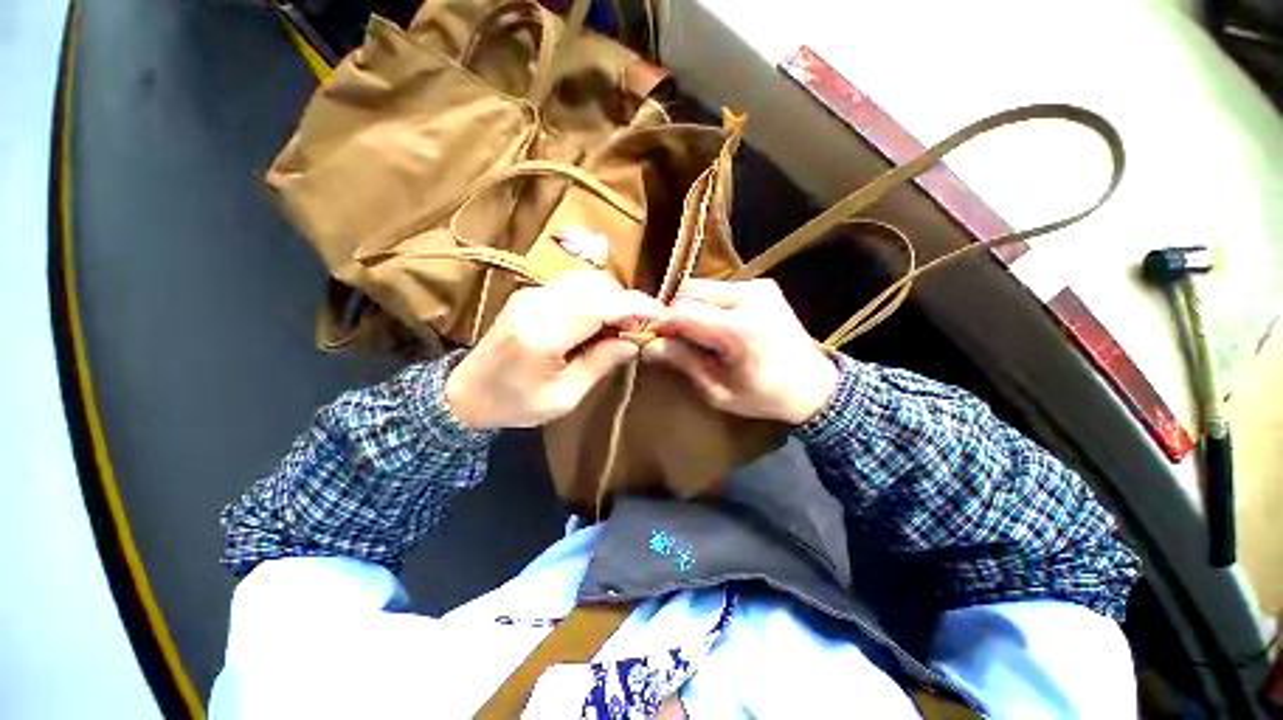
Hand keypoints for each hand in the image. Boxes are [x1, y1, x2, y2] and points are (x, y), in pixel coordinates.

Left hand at [445, 271, 661, 428]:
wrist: (466, 393)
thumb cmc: (515, 404)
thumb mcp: (564, 397)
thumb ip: (600, 364)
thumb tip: (634, 341)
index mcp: (542, 334)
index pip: (599, 306)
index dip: (635, 306)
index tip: (660, 315)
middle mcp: (536, 303)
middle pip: (596, 287)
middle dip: (627, 302)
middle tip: (642, 326)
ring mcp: (531, 293)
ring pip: (587, 281)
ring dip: (613, 297)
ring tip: (625, 324)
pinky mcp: (531, 292)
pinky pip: (574, 285)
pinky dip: (597, 296)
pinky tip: (602, 317)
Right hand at [643, 279, 838, 424]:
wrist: (813, 385)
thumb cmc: (763, 395)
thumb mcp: (718, 390)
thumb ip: (683, 361)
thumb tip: (648, 345)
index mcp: (739, 329)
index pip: (682, 311)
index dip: (661, 323)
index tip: (653, 339)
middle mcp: (749, 297)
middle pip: (690, 291)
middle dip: (676, 313)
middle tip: (676, 338)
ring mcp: (759, 287)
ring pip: (704, 286)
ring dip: (693, 307)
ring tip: (698, 333)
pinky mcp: (764, 285)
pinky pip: (721, 288)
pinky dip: (710, 304)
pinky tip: (718, 325)